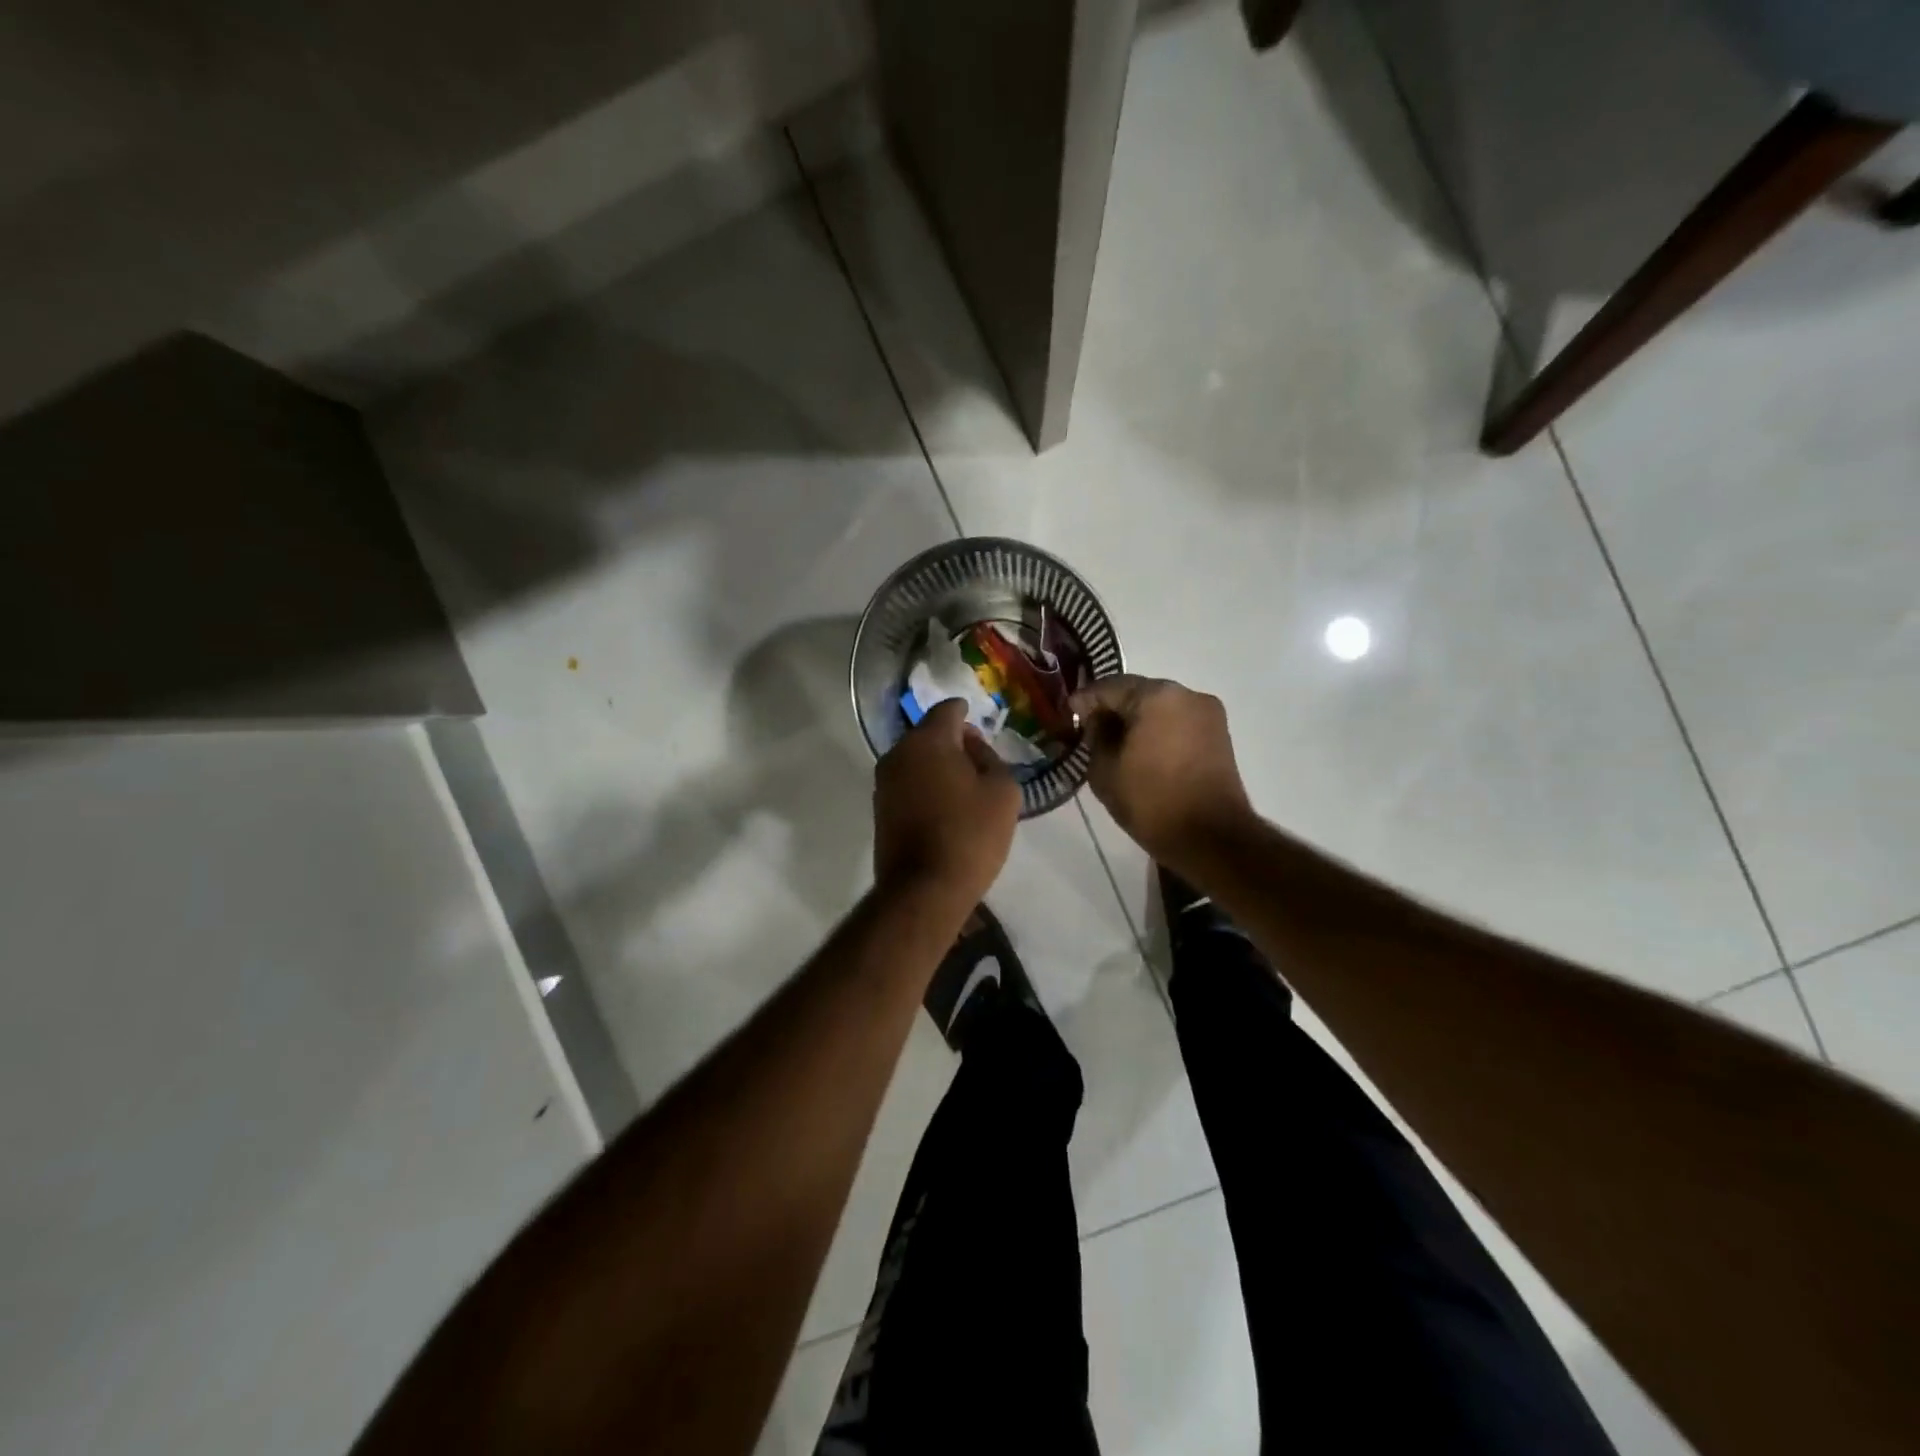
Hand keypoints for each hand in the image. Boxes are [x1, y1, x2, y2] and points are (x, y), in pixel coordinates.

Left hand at [873, 699, 1020, 906]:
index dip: (968, 713)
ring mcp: (884, 782)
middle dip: (954, 742)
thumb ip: (991, 758)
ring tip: (965, 788)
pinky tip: (946, 808)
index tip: (982, 727)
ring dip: (938, 766)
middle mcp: (898, 753)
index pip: (948, 709)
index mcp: (928, 740)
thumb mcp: (1003, 791)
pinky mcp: (880, 808)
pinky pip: (908, 783)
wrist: (924, 889)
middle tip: (980, 762)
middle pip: (930, 734)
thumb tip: (972, 747)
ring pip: (917, 759)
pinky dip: (926, 786)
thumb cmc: (970, 834)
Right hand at [1071, 675, 1255, 871]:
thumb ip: (1095, 735)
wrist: (1211, 838)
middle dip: (1112, 708)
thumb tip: (1098, 721)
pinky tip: (1142, 751)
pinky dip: (1158, 730)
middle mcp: (1186, 694)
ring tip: (1115, 743)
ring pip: (1159, 706)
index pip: (1108, 687)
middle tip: (1089, 729)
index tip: (1068, 715)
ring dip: (1136, 719)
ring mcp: (1208, 713)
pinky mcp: (1219, 734)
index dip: (1084, 700)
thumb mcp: (1104, 770)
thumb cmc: (1151, 801)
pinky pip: (1177, 722)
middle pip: (1137, 692)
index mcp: (1156, 696)